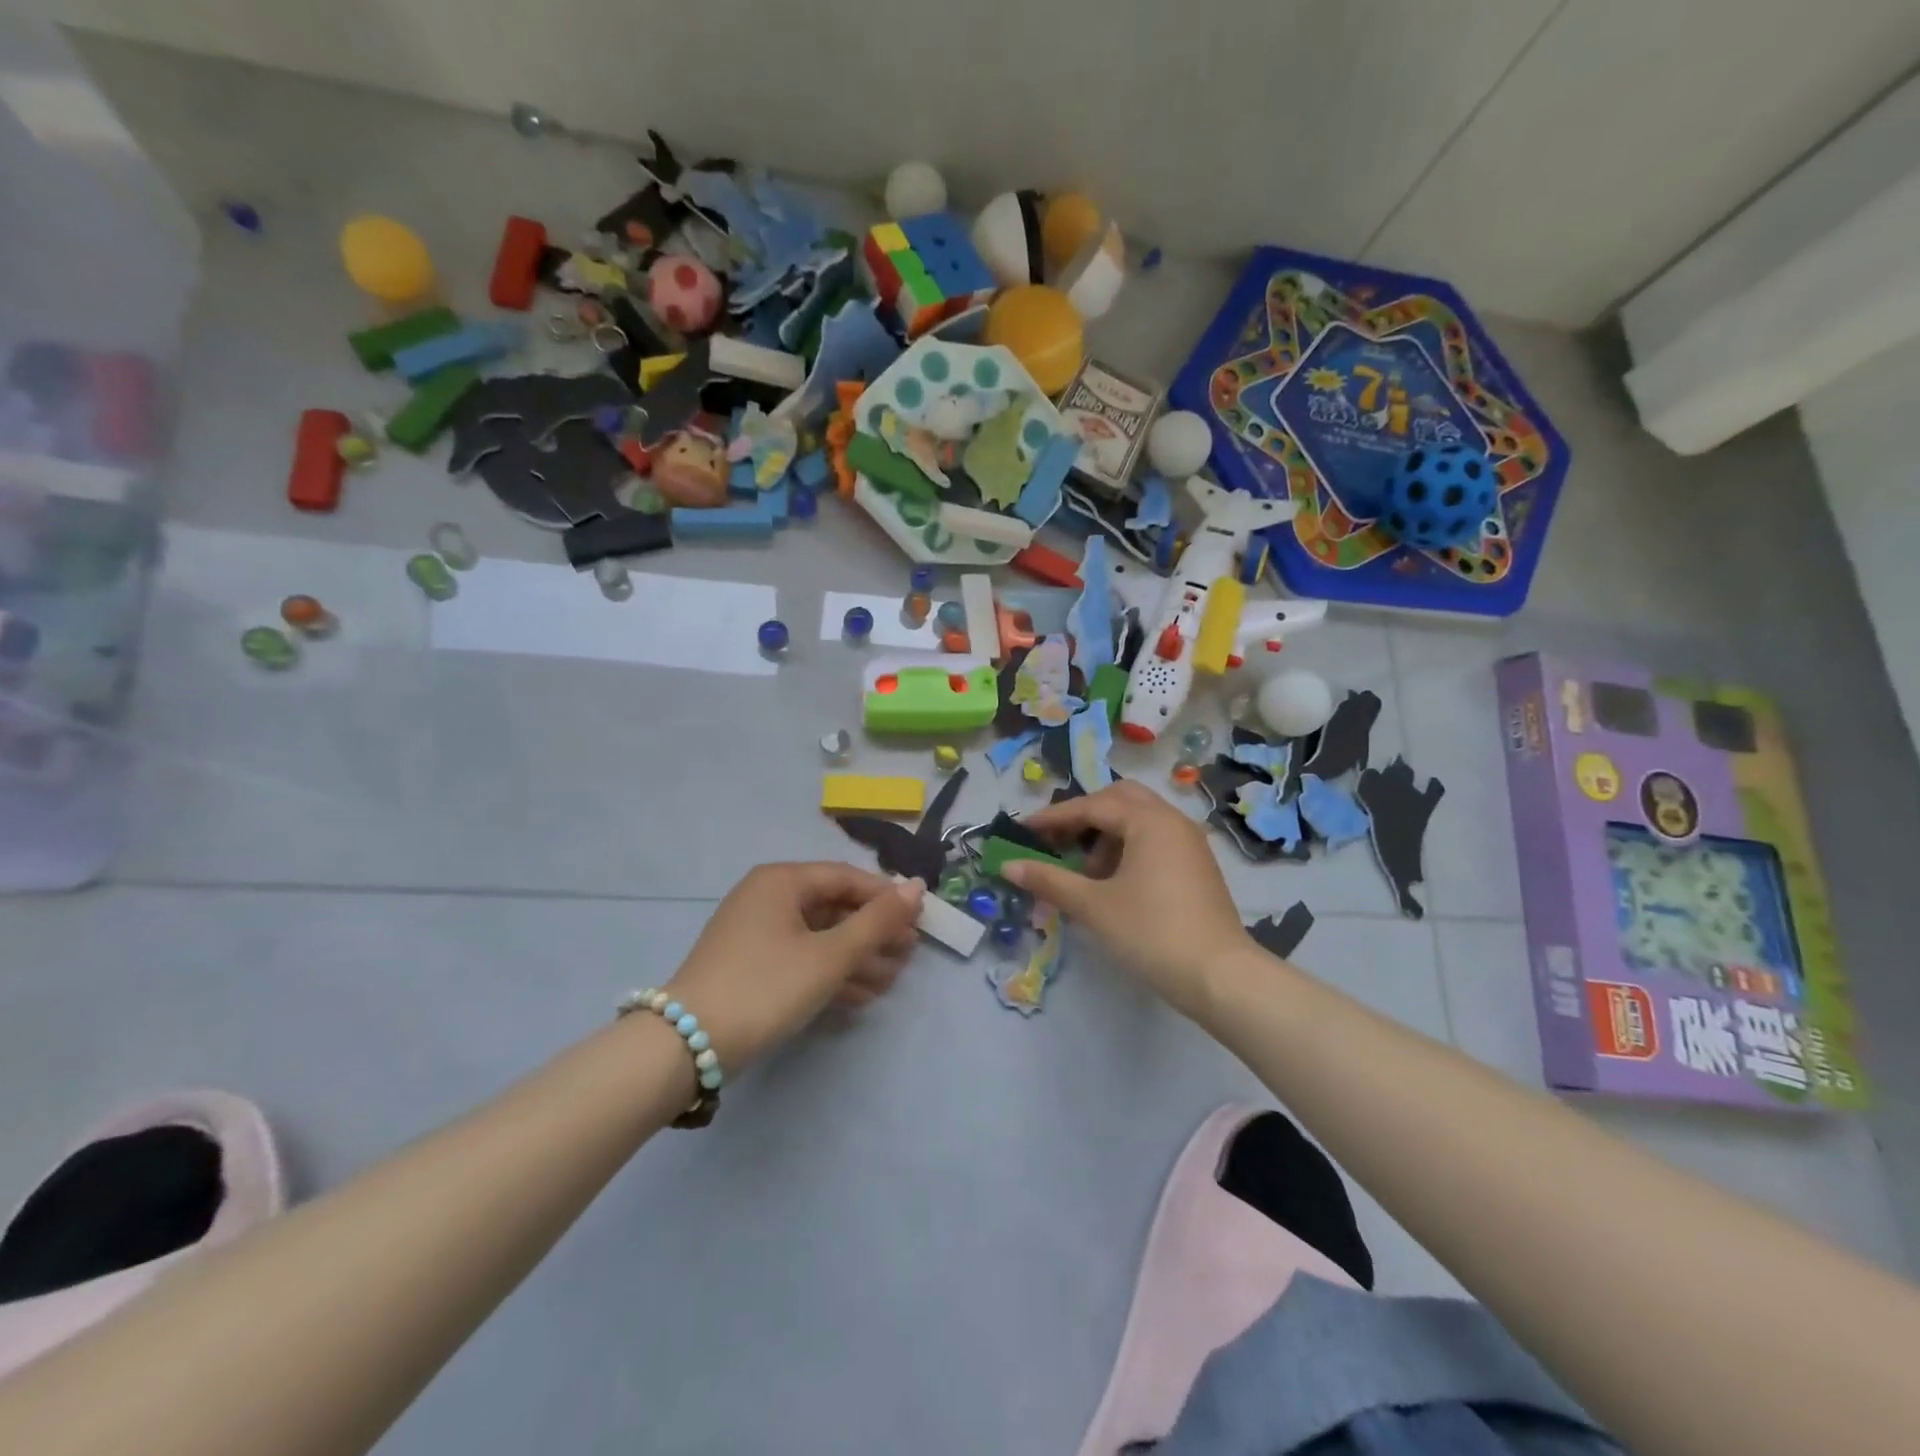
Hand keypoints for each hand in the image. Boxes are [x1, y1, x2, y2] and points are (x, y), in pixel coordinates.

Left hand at [665, 863, 922, 1069]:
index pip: (847, 878)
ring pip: (819, 936)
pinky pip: (801, 958)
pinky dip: (830, 973)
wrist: (686, 1046)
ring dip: (857, 958)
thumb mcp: (829, 955)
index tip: (919, 922)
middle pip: (834, 907)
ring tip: (891, 981)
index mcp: (782, 881)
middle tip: (909, 956)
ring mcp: (756, 933)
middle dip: (873, 933)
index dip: (886, 898)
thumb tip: (917, 886)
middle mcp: (767, 897)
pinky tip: (861, 996)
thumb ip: (876, 922)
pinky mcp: (751, 965)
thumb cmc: (766, 986)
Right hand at [1004, 782, 1249, 1017]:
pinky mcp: (1197, 866)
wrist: (1220, 977)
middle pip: (1120, 800)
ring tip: (1086, 872)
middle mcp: (1172, 821)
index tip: (1024, 830)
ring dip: (1107, 835)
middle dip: (1085, 817)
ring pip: (1140, 820)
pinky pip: (1155, 840)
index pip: (1092, 806)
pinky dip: (1129, 848)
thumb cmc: (1151, 932)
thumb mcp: (1093, 906)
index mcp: (1149, 820)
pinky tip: (1114, 883)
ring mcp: (1189, 843)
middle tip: (1058, 840)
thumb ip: (1049, 880)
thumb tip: (1007, 865)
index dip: (1054, 817)